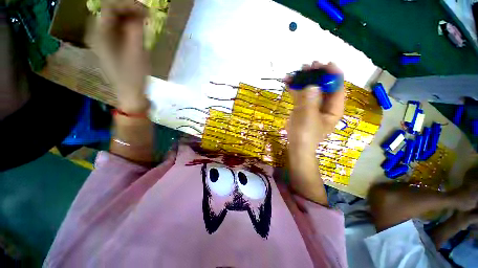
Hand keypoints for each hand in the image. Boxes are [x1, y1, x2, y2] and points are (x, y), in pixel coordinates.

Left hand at [90, 0, 149, 112]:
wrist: (129, 93)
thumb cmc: (134, 76)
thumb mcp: (137, 52)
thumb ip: (136, 30)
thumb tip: (141, 12)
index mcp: (100, 34)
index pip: (110, 7)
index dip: (128, 4)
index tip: (146, 10)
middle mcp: (96, 33)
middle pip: (109, 10)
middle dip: (128, 9)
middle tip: (146, 14)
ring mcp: (100, 39)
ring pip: (113, 18)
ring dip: (128, 16)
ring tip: (144, 20)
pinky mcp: (107, 45)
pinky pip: (115, 27)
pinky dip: (127, 25)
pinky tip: (137, 29)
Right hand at [286, 61, 344, 153]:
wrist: (296, 146)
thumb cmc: (305, 134)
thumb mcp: (308, 117)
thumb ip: (309, 101)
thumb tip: (310, 85)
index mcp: (334, 108)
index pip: (338, 88)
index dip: (333, 74)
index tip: (325, 64)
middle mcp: (325, 105)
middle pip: (324, 86)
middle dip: (317, 75)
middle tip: (309, 65)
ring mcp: (313, 106)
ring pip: (311, 89)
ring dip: (304, 80)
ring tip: (297, 71)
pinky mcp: (303, 107)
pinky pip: (300, 95)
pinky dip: (294, 89)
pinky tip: (288, 81)